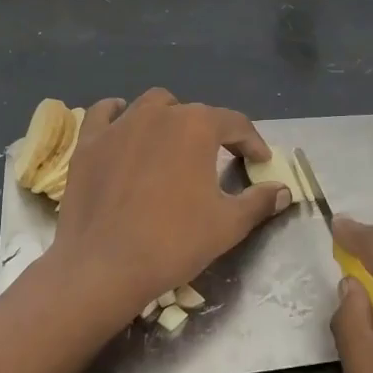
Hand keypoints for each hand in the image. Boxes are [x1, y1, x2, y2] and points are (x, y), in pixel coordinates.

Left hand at [47, 89, 290, 329]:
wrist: (104, 266)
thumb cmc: (174, 242)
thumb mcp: (228, 225)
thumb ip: (259, 201)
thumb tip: (283, 190)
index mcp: (198, 126)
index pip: (235, 123)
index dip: (252, 142)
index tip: (260, 161)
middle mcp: (160, 113)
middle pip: (194, 112)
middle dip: (211, 132)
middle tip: (218, 159)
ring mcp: (120, 125)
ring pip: (152, 105)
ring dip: (169, 117)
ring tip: (174, 143)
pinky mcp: (90, 142)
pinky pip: (105, 113)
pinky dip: (119, 115)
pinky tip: (125, 128)